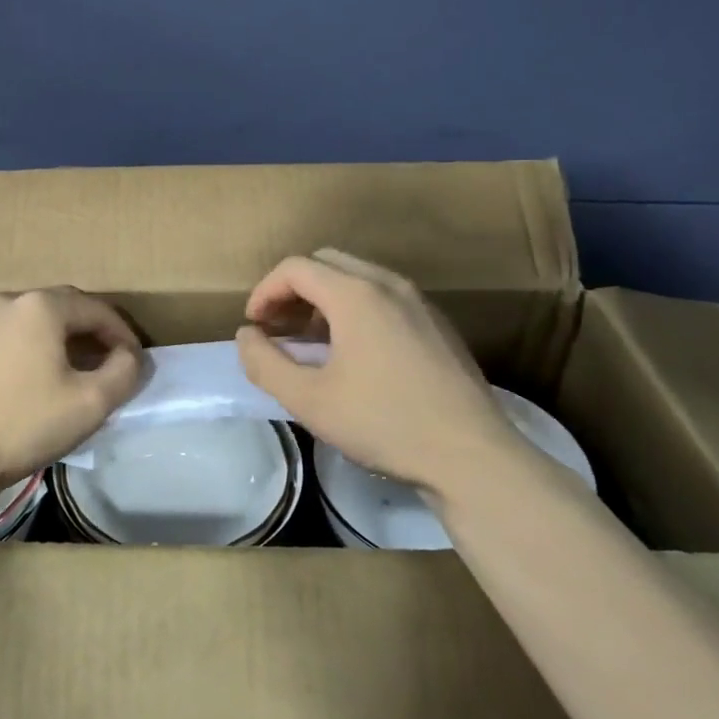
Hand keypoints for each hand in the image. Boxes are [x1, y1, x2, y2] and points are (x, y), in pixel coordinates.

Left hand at [0, 288, 143, 496]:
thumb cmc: (24, 425)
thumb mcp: (91, 403)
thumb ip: (124, 371)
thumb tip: (128, 356)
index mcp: (40, 306)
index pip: (96, 309)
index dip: (122, 334)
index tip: (135, 361)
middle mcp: (6, 302)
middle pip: (62, 308)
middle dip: (91, 332)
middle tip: (109, 361)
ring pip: (31, 322)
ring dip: (58, 340)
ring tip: (73, 370)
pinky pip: (5, 337)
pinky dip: (28, 349)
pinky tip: (31, 380)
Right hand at [235, 248, 524, 493]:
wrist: (471, 455)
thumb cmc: (383, 423)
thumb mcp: (308, 400)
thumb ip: (265, 363)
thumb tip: (246, 336)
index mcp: (355, 294)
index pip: (295, 268)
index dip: (264, 291)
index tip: (254, 326)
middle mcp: (388, 284)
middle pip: (326, 263)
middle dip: (293, 289)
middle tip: (277, 328)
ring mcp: (419, 301)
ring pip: (358, 278)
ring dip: (324, 299)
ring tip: (309, 341)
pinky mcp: (437, 324)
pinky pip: (384, 297)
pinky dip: (355, 309)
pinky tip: (353, 353)